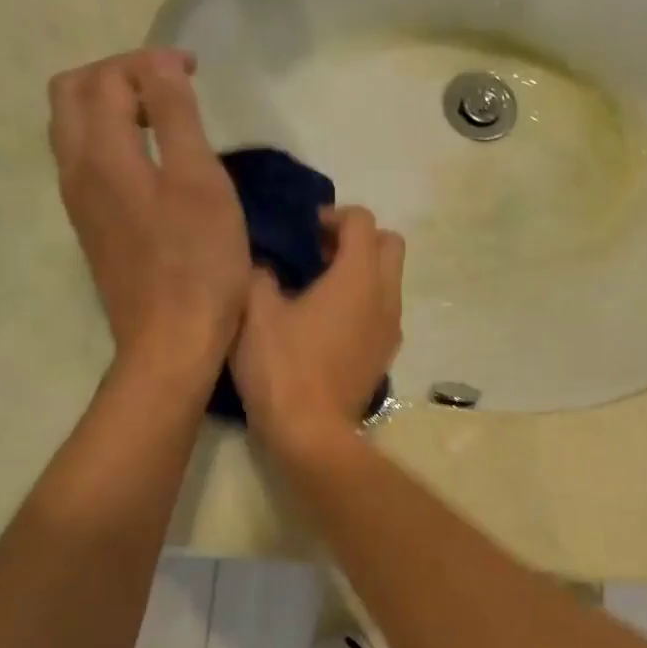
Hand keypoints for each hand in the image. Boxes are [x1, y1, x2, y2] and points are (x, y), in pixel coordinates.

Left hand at [48, 49, 248, 368]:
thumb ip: (177, 117)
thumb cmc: (198, 263)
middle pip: (72, 96)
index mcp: (101, 154)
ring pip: (74, 130)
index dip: (147, 62)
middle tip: (168, 85)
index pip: (106, 78)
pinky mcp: (94, 230)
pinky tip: (152, 162)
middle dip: (117, 75)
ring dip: (112, 107)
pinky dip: (114, 141)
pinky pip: (88, 163)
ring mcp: (80, 204)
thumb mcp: (200, 183)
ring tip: (162, 116)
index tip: (193, 71)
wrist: (172, 342)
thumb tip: (159, 66)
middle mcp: (76, 171)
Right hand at [232, 205, 403, 456]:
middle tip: (319, 251)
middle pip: (390, 245)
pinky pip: (384, 310)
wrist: (312, 432)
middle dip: (358, 238)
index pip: (363, 221)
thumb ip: (260, 274)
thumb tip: (267, 264)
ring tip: (320, 286)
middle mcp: (386, 296)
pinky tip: (329, 321)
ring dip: (363, 271)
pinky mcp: (386, 353)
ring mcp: (391, 327)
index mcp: (358, 277)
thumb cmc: (282, 367)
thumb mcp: (255, 312)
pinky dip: (365, 301)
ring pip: (390, 279)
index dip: (334, 215)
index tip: (304, 229)